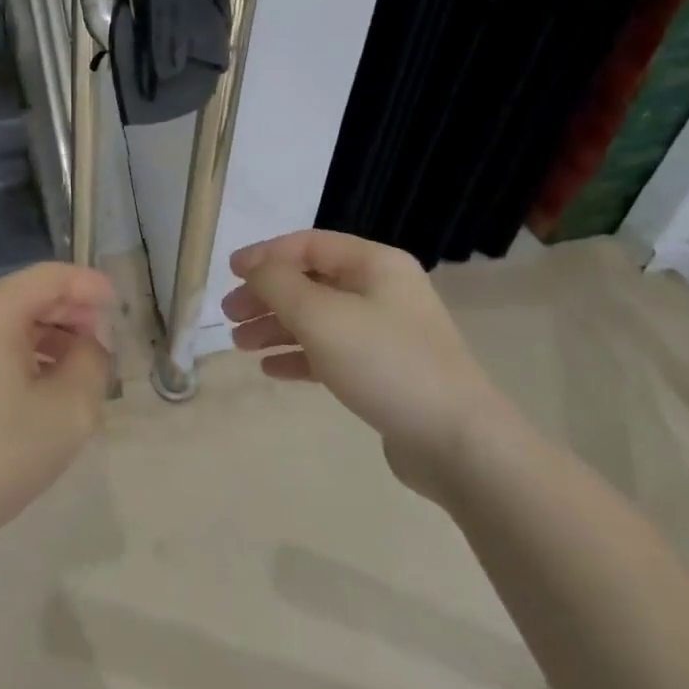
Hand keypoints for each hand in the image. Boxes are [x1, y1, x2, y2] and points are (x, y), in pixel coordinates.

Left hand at [0, 263, 115, 561]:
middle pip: (30, 295)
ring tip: (83, 370)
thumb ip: (93, 363)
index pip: (50, 276)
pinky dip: (27, 354)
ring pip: (12, 322)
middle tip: (107, 345)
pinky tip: (47, 388)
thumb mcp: (68, 411)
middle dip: (73, 313)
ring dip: (52, 337)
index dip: (90, 286)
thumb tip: (91, 343)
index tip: (121, 309)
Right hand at [222, 230, 517, 500]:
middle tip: (230, 315)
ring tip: (240, 344)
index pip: (309, 245)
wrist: (458, 443)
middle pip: (311, 282)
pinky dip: (300, 356)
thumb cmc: (385, 363)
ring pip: (318, 319)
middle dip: (267, 295)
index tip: (230, 272)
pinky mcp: (385, 372)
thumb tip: (255, 269)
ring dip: (277, 326)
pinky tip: (271, 369)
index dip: (266, 254)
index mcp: (375, 264)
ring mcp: (386, 333)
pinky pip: (332, 353)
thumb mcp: (321, 316)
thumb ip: (278, 284)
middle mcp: (382, 291)